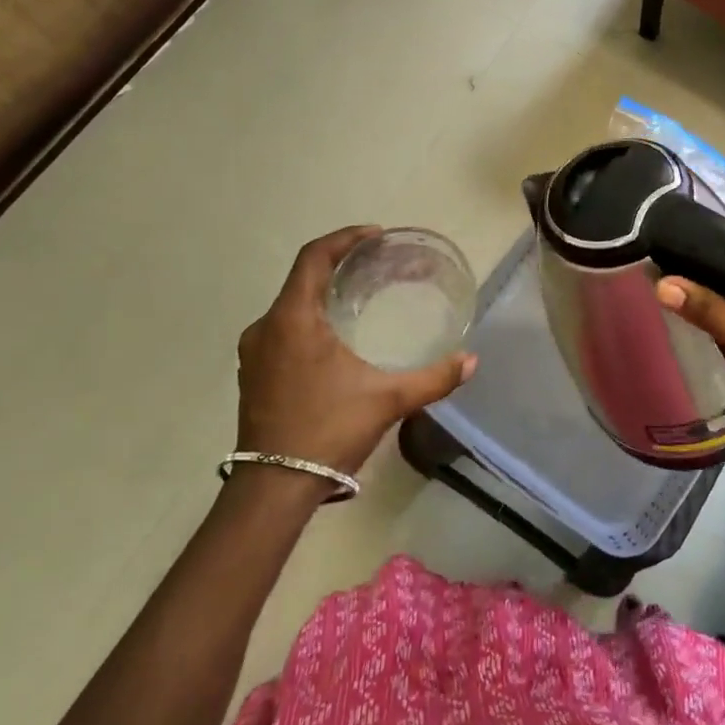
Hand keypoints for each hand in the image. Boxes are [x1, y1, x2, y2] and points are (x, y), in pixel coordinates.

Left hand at [236, 226, 475, 474]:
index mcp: (292, 319)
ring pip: (291, 305)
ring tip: (358, 296)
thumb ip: (433, 378)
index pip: (314, 257)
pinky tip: (334, 336)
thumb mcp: (387, 400)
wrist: (273, 488)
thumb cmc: (327, 430)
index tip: (375, 236)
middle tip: (375, 265)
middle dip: (339, 265)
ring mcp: (255, 352)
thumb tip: (471, 361)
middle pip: (302, 278)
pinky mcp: (253, 374)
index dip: (344, 239)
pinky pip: (282, 328)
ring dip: (322, 293)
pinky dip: (308, 318)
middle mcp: (266, 327)